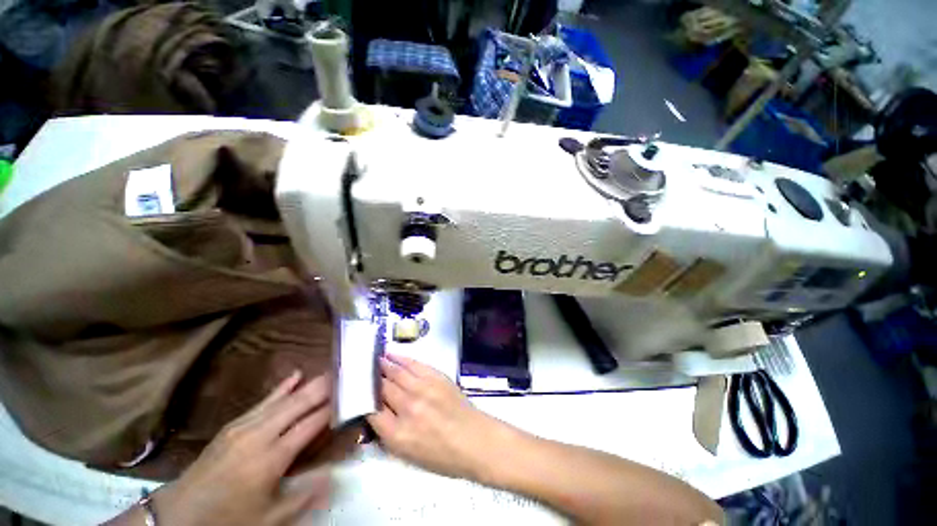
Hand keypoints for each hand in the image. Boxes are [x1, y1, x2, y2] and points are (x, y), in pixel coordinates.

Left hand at [152, 371, 332, 525]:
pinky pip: (263, 402)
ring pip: (283, 400)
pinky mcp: (233, 425)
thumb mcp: (269, 518)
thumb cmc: (229, 519)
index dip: (331, 409)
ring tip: (330, 372)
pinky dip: (281, 388)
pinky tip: (295, 375)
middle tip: (347, 372)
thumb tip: (334, 475)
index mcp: (271, 458)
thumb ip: (303, 496)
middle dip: (324, 388)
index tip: (351, 395)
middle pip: (298, 405)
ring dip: (308, 385)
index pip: (310, 425)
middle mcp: (260, 435)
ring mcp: (244, 426)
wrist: (180, 514)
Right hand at [367, 355, 517, 482]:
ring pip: (397, 372)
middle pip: (382, 388)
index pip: (371, 411)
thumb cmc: (442, 455)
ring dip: (384, 364)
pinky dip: (402, 359)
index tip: (357, 390)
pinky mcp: (436, 377)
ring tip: (375, 358)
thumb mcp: (407, 455)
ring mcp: (423, 389)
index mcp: (397, 434)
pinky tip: (393, 355)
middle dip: (371, 378)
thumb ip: (388, 433)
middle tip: (362, 369)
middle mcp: (408, 408)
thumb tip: (376, 411)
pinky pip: (415, 364)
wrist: (473, 440)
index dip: (362, 398)